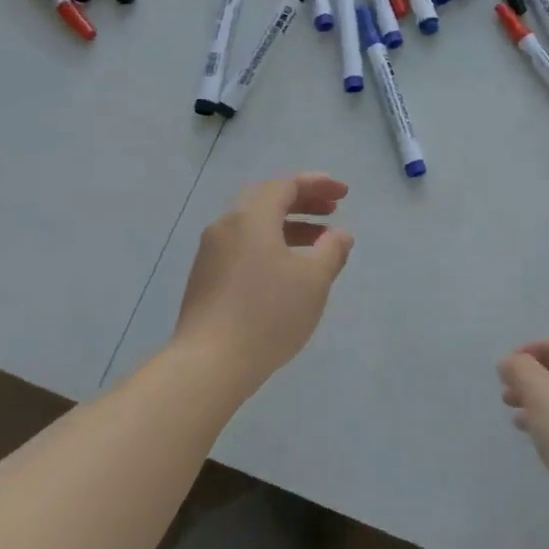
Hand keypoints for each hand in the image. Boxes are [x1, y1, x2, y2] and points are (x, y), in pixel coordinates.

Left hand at [174, 175, 354, 388]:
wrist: (208, 364)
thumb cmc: (268, 314)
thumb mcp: (313, 281)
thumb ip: (331, 251)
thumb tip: (340, 234)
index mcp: (251, 218)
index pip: (286, 185)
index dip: (317, 185)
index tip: (343, 194)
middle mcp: (226, 226)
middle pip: (267, 200)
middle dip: (302, 202)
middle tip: (331, 211)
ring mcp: (211, 253)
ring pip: (254, 225)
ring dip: (288, 226)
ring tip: (318, 244)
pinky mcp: (205, 278)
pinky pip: (243, 246)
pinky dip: (270, 245)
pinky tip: (287, 270)